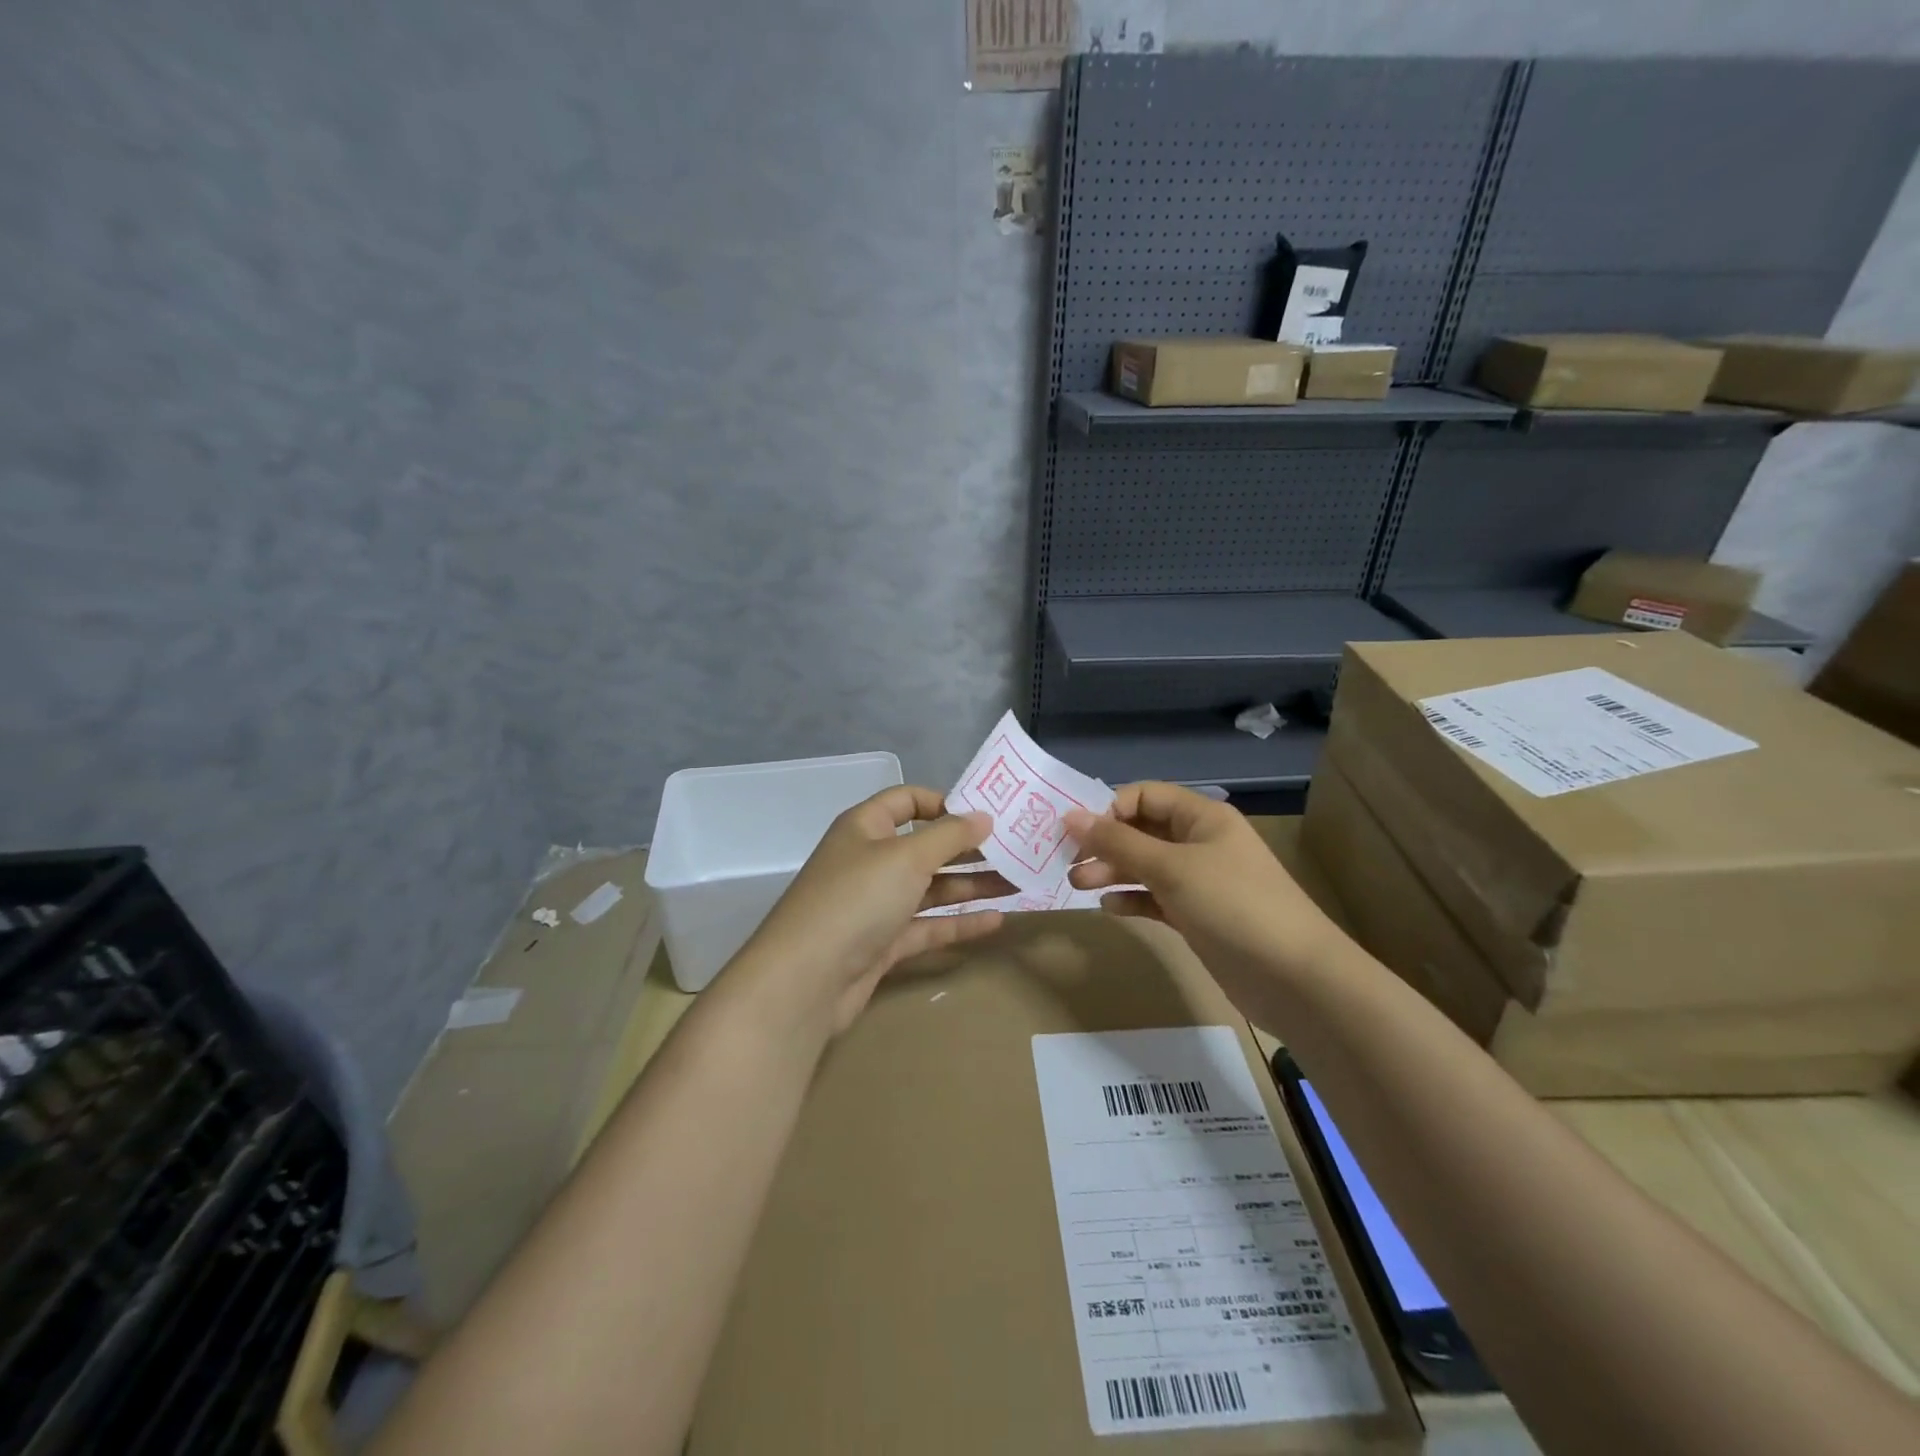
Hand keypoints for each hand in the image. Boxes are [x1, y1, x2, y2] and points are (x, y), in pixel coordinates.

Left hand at [724, 786, 1012, 1034]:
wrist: (805, 981)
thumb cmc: (856, 900)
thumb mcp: (906, 857)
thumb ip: (949, 836)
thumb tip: (984, 817)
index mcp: (866, 827)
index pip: (907, 800)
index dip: (945, 803)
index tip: (986, 815)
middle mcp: (870, 861)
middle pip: (926, 847)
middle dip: (970, 849)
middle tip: (1017, 851)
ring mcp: (876, 904)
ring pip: (931, 888)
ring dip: (972, 885)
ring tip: (1019, 884)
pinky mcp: (883, 943)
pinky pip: (927, 926)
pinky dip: (959, 922)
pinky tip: (996, 921)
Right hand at [1066, 782, 1346, 1003]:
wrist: (1295, 978)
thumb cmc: (1233, 906)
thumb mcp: (1171, 868)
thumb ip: (1117, 843)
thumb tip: (1069, 816)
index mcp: (1201, 818)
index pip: (1144, 796)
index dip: (1109, 810)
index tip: (1079, 836)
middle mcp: (1199, 843)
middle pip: (1141, 831)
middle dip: (1104, 845)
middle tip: (1068, 865)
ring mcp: (1200, 882)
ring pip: (1145, 867)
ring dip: (1112, 872)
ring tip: (1078, 887)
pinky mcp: (1198, 916)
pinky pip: (1156, 898)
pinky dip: (1132, 900)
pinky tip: (1110, 909)